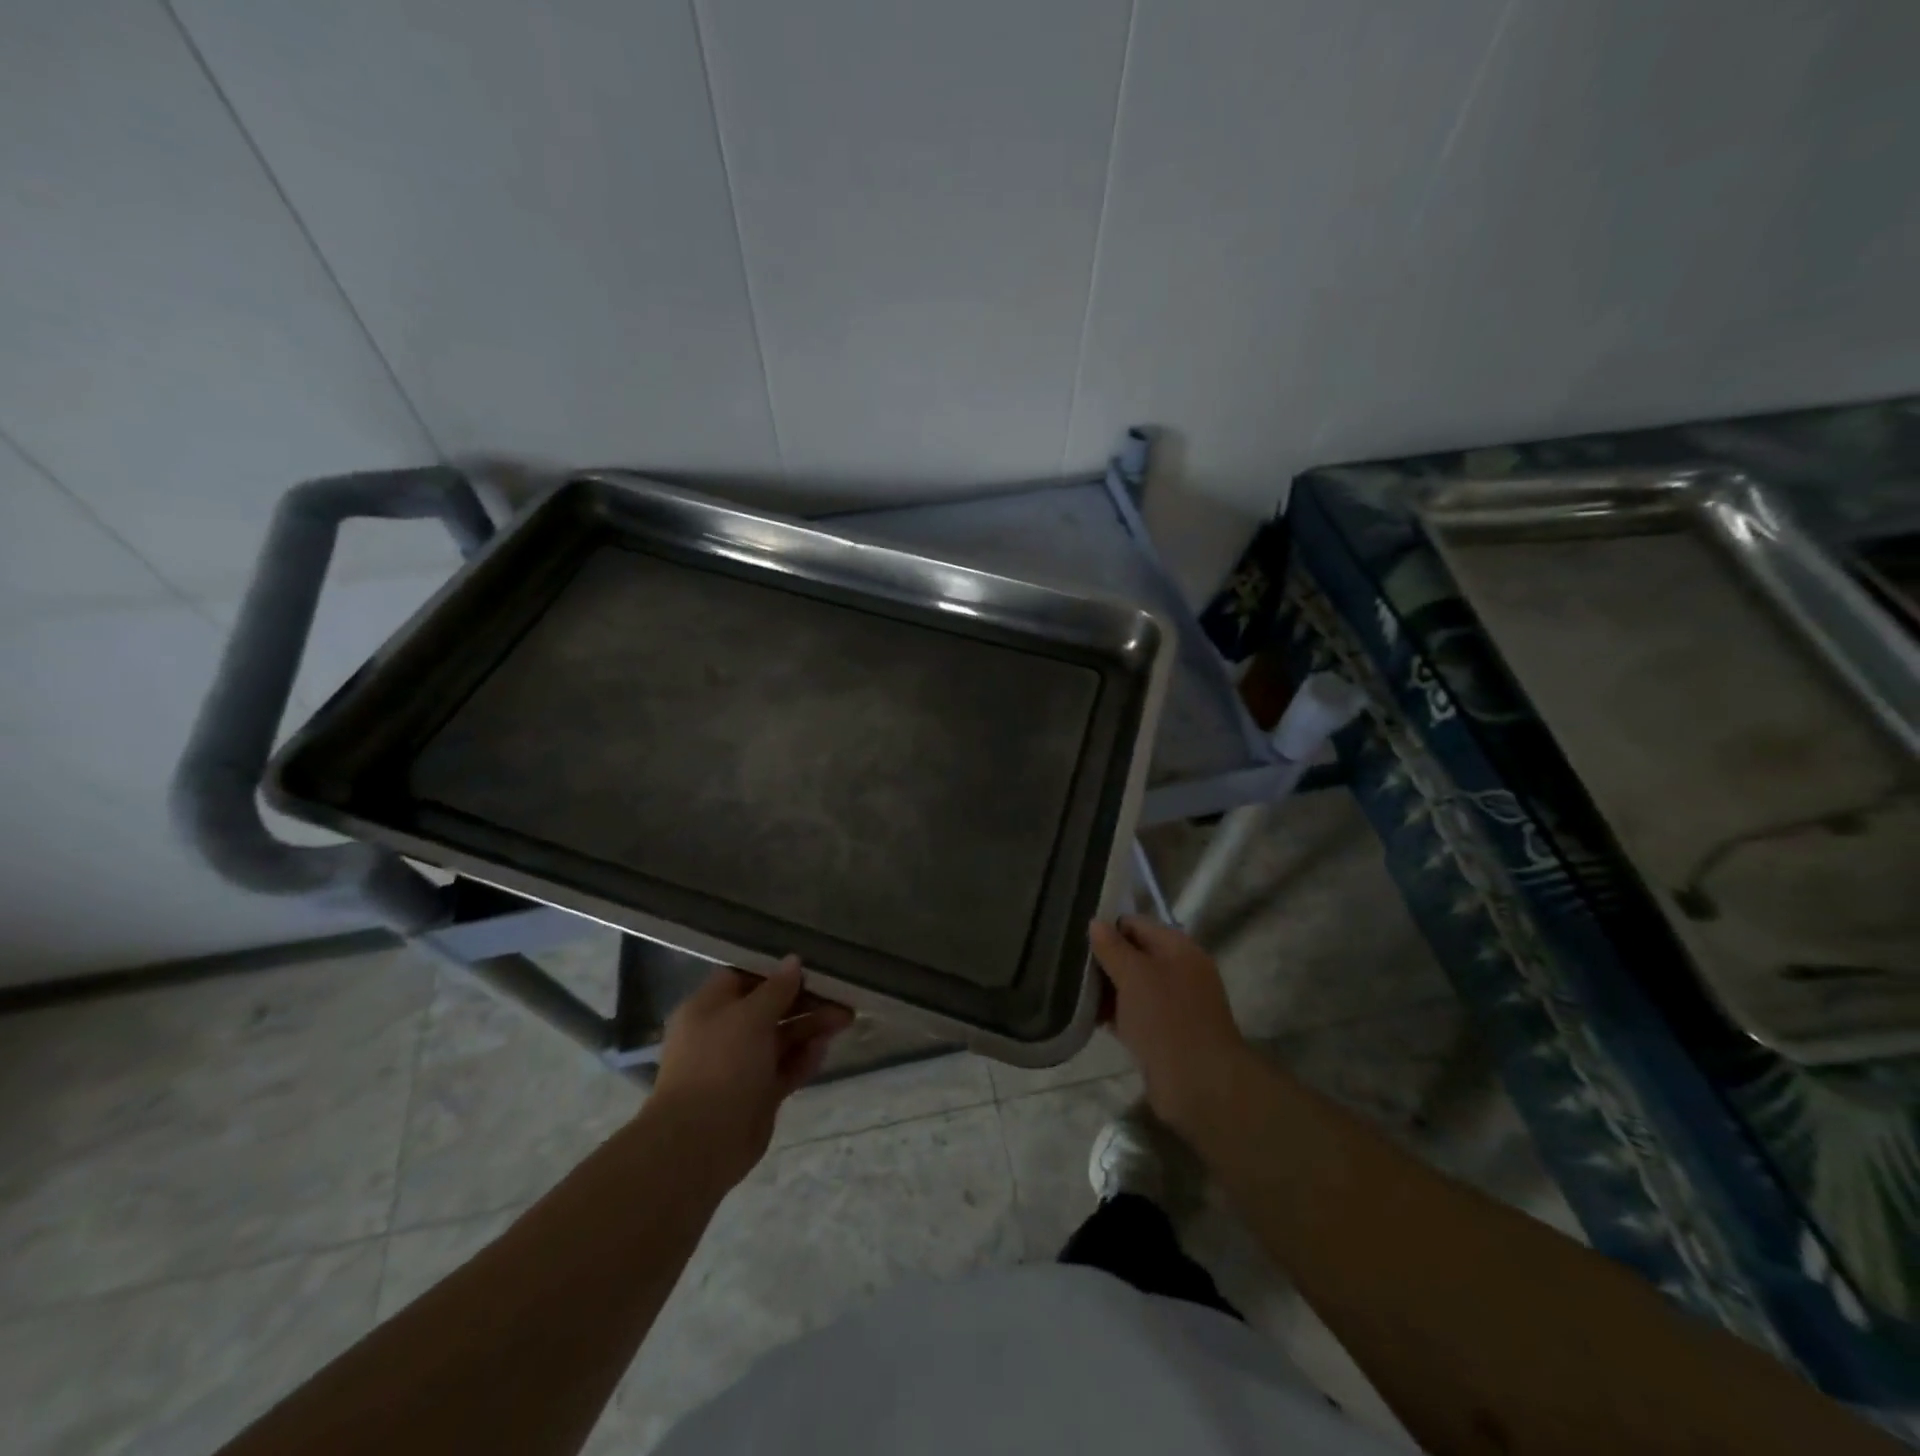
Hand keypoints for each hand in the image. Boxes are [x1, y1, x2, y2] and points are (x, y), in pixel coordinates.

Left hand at [652, 957, 853, 1187]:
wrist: (700, 1143)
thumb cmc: (720, 1064)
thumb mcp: (750, 1016)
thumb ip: (776, 989)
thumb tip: (793, 961)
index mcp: (708, 1008)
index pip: (744, 977)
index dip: (775, 970)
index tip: (809, 964)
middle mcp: (724, 1033)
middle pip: (769, 1007)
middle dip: (804, 1000)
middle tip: (841, 993)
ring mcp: (741, 1066)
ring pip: (782, 1038)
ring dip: (811, 1027)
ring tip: (845, 1018)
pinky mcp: (758, 1094)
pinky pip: (786, 1068)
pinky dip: (805, 1058)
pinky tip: (825, 1048)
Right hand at [1089, 916, 1253, 1140]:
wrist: (1200, 1085)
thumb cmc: (1167, 1019)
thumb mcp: (1134, 975)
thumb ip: (1113, 947)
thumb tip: (1095, 922)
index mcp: (1178, 948)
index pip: (1136, 924)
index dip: (1107, 926)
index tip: (1075, 935)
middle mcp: (1178, 971)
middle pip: (1133, 954)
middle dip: (1103, 959)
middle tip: (1067, 961)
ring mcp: (1173, 1004)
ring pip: (1131, 986)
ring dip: (1105, 988)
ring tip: (1070, 987)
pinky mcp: (1164, 1033)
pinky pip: (1133, 1013)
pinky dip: (1113, 1013)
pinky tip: (1085, 1015)